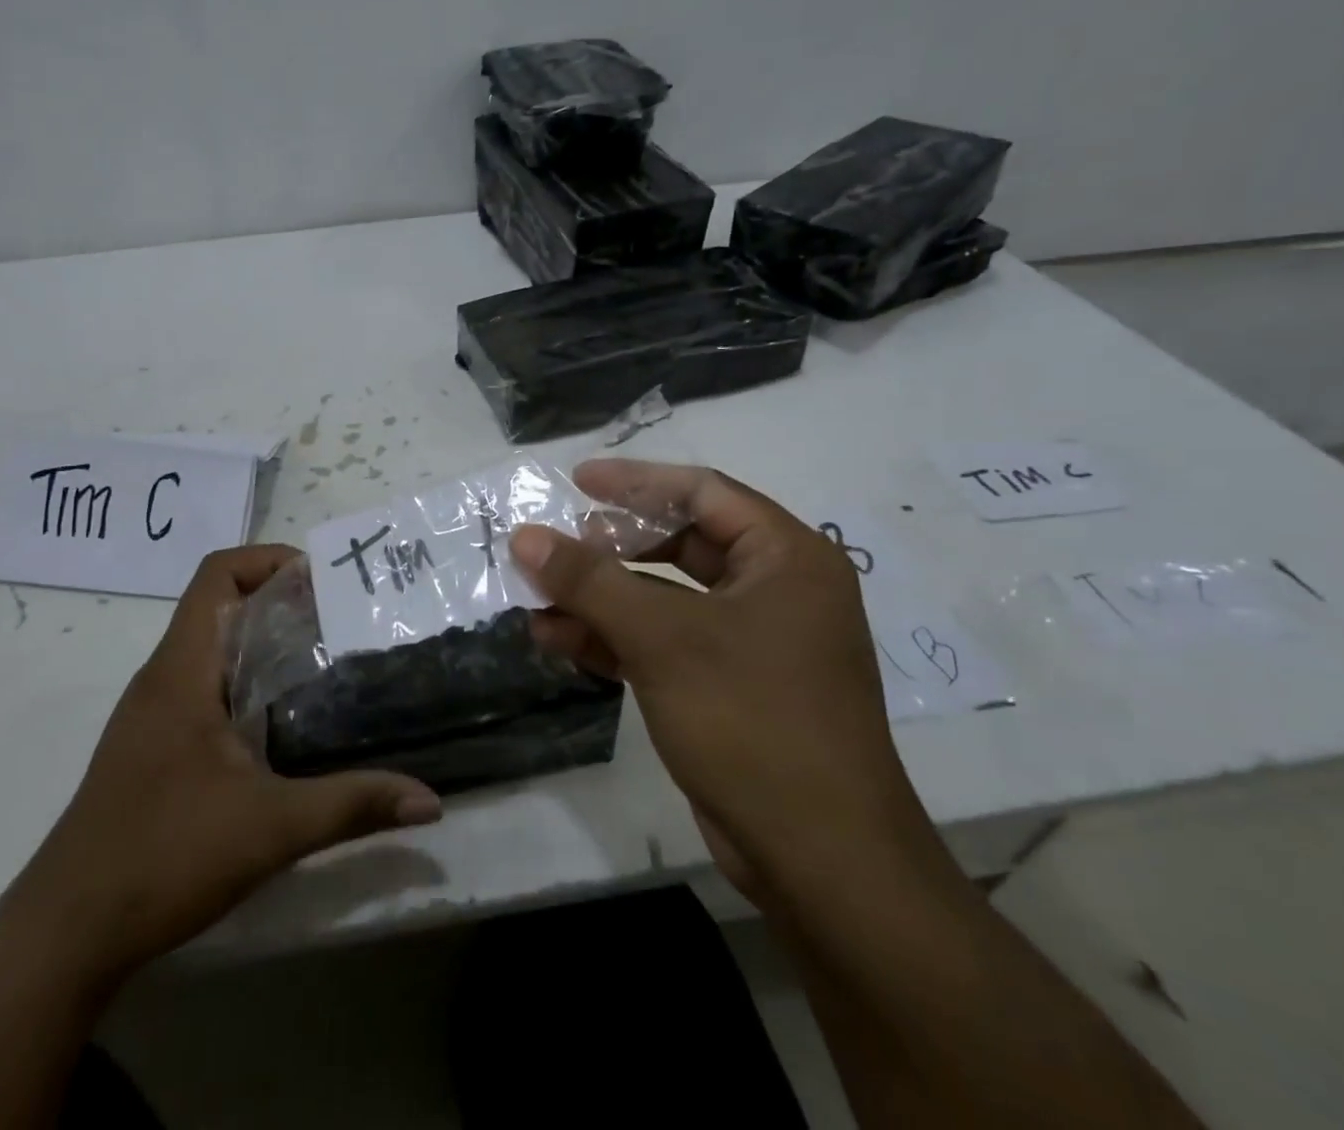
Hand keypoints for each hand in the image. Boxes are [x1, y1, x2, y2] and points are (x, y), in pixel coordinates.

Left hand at [34, 545, 441, 974]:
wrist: (66, 934)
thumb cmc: (164, 857)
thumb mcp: (271, 827)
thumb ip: (353, 805)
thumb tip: (430, 802)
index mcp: (181, 671)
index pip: (216, 575)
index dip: (267, 559)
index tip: (321, 580)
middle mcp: (162, 679)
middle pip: (218, 605)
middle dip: (279, 601)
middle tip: (340, 620)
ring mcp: (152, 715)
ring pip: (211, 649)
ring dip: (262, 643)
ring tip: (323, 662)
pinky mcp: (151, 748)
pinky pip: (202, 687)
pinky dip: (244, 682)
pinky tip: (282, 723)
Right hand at [512, 461, 934, 891]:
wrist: (819, 861)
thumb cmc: (753, 720)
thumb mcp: (663, 638)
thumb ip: (590, 581)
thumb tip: (525, 537)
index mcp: (787, 558)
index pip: (703, 493)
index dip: (634, 482)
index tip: (576, 481)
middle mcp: (775, 591)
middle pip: (680, 543)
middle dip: (611, 547)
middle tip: (558, 543)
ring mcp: (752, 643)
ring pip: (664, 598)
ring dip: (601, 597)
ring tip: (537, 596)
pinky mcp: (727, 688)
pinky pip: (663, 643)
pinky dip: (613, 638)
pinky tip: (557, 638)